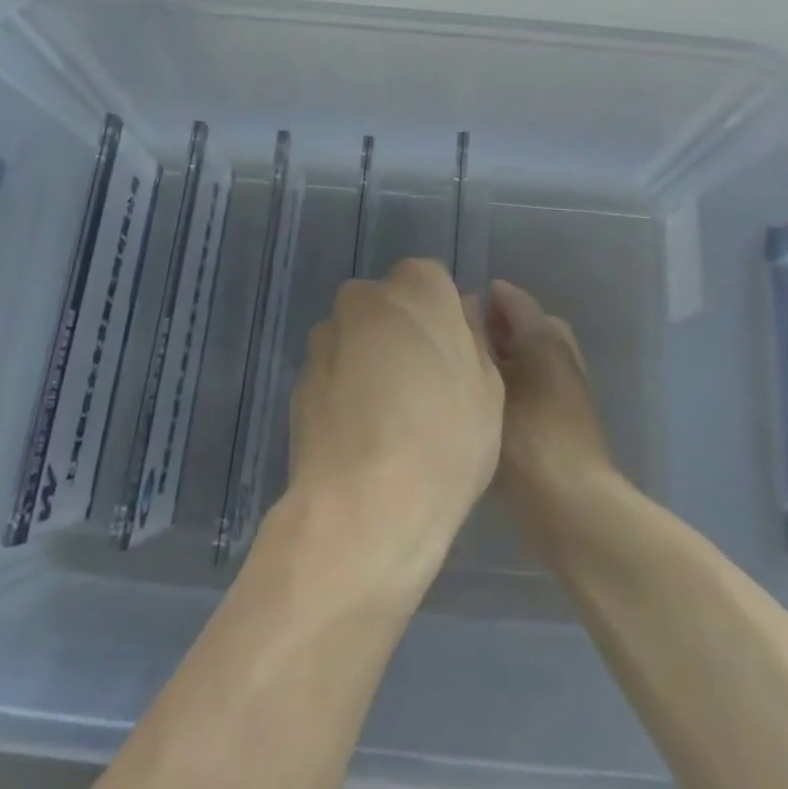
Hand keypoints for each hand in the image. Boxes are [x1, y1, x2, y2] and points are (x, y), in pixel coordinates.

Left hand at [284, 260, 502, 587]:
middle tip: (425, 387)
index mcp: (416, 287)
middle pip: (389, 307)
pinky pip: (333, 373)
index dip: (443, 318)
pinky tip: (361, 436)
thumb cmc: (445, 440)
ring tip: (389, 420)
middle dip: (403, 333)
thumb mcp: (489, 389)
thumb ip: (472, 338)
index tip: (452, 358)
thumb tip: (460, 313)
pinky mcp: (298, 378)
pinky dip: (345, 391)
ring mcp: (325, 337)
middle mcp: (363, 298)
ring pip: (358, 338)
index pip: (432, 281)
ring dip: (370, 361)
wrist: (362, 507)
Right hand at [485, 280, 623, 553]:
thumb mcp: (489, 387)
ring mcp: (569, 387)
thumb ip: (475, 347)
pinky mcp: (569, 419)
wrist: (574, 507)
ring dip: (508, 356)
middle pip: (528, 325)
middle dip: (497, 326)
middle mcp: (562, 353)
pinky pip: (537, 382)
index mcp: (544, 336)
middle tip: (462, 337)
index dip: (483, 297)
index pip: (512, 299)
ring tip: (470, 370)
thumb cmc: (527, 439)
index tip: (449, 306)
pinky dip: (517, 381)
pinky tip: (489, 402)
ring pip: (534, 356)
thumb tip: (464, 317)